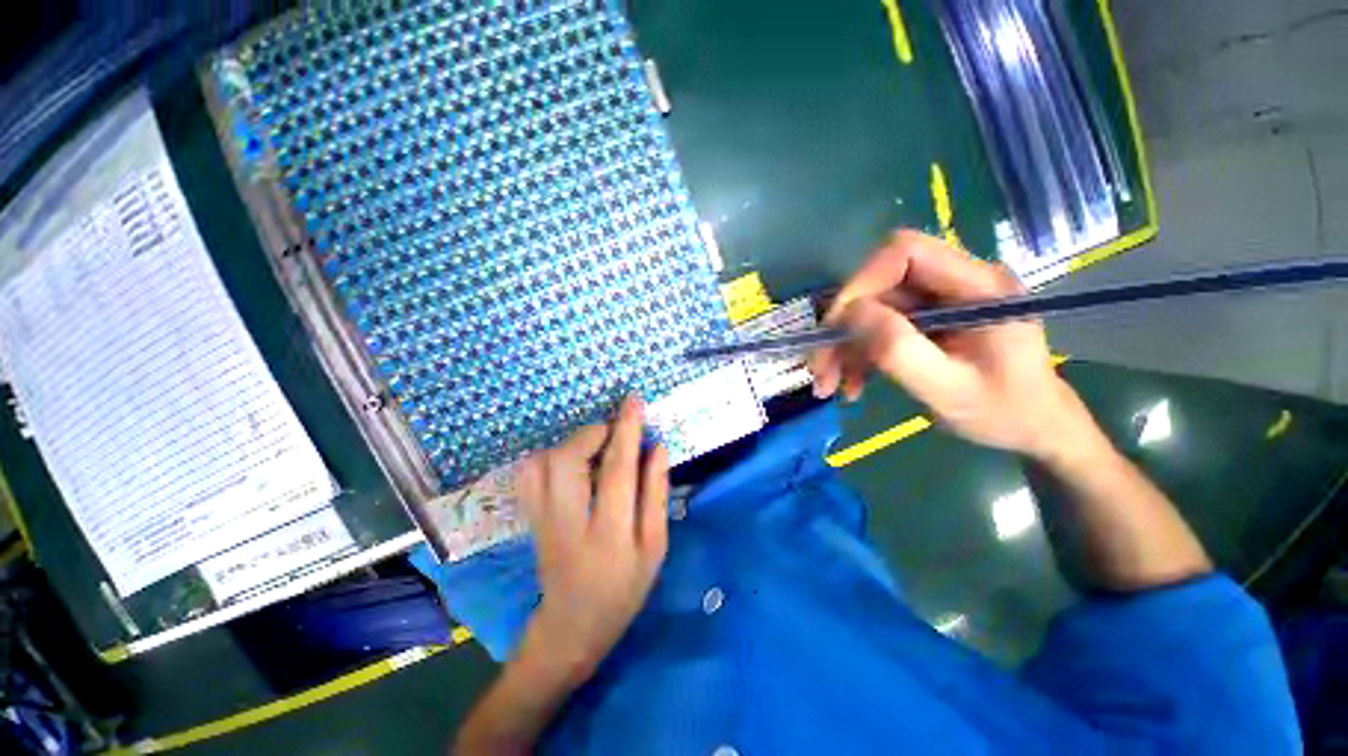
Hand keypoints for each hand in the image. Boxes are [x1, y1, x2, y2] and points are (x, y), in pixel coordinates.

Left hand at [515, 396, 668, 684]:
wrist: (571, 625)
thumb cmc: (624, 587)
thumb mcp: (655, 546)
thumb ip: (656, 494)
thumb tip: (658, 448)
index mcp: (609, 534)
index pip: (617, 470)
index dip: (627, 431)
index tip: (634, 401)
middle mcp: (568, 522)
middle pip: (567, 460)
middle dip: (594, 432)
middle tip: (616, 431)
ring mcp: (541, 520)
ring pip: (542, 462)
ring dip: (572, 442)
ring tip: (597, 447)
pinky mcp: (529, 517)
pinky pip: (528, 473)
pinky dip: (550, 454)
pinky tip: (572, 461)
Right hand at [809, 230, 1097, 461]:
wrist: (1034, 428)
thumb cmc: (1005, 412)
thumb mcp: (950, 389)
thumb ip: (900, 350)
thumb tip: (850, 314)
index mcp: (976, 285)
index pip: (905, 252)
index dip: (861, 282)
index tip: (835, 327)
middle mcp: (954, 283)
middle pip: (878, 284)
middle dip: (842, 327)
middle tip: (820, 368)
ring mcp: (937, 302)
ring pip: (870, 309)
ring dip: (844, 346)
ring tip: (831, 385)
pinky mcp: (925, 321)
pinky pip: (877, 328)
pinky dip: (857, 355)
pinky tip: (852, 384)